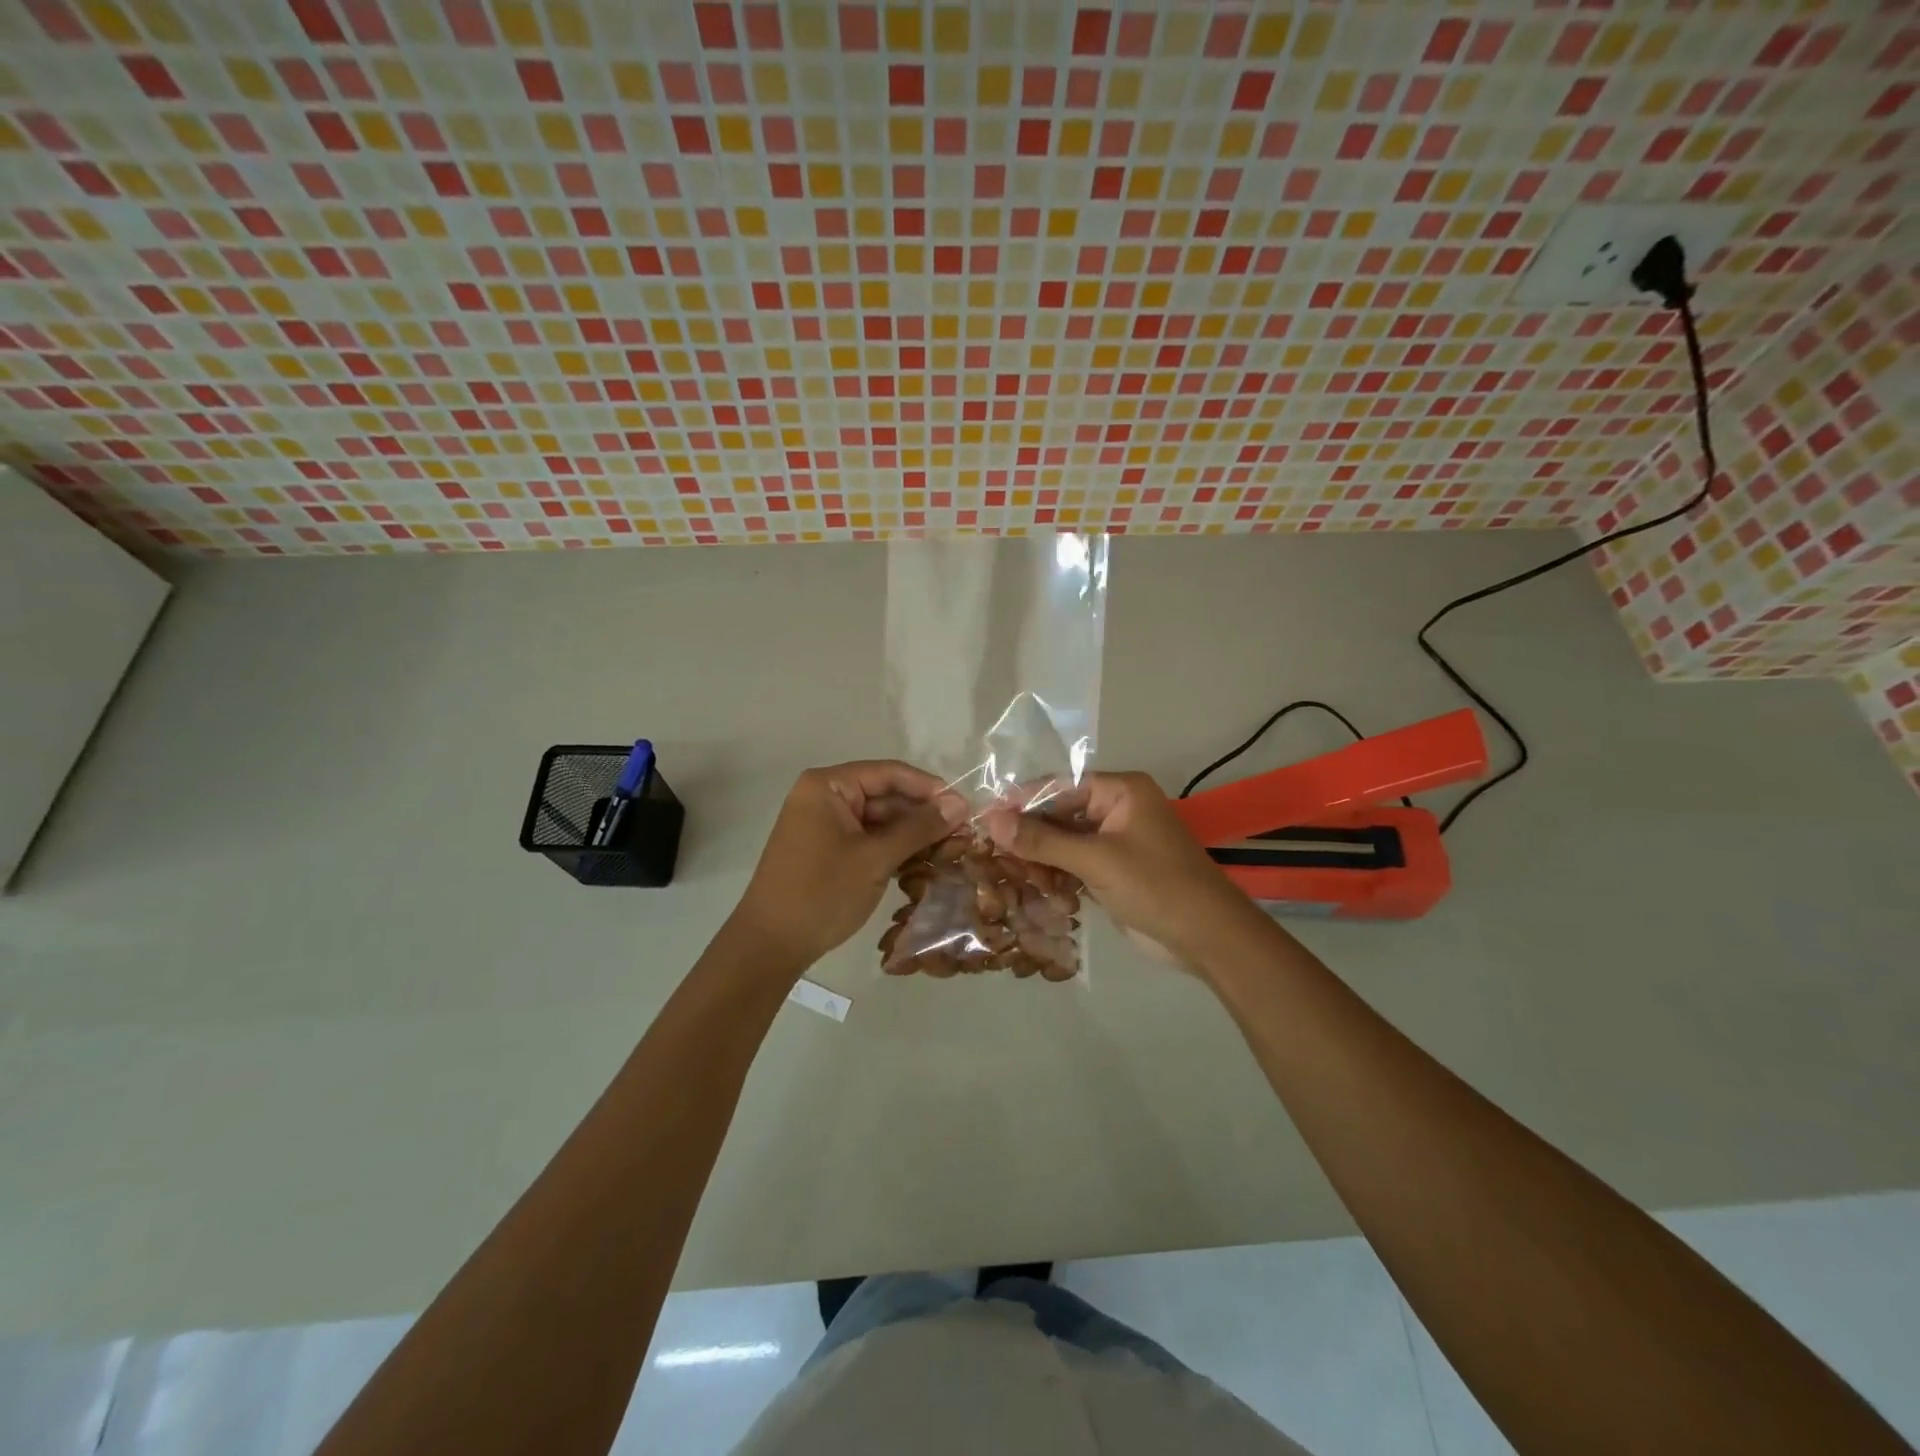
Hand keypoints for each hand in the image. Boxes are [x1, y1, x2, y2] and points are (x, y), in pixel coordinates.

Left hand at [732, 761, 967, 971]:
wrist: (770, 945)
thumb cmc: (821, 893)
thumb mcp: (875, 858)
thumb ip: (919, 827)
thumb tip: (960, 804)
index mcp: (827, 786)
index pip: (889, 773)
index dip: (929, 788)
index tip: (964, 807)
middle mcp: (823, 797)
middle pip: (885, 795)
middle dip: (922, 814)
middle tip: (963, 834)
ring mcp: (824, 825)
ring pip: (879, 820)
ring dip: (911, 835)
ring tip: (950, 850)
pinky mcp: (827, 850)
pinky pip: (867, 839)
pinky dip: (893, 850)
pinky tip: (923, 863)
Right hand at [983, 772, 1259, 969]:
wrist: (1207, 937)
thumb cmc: (1156, 886)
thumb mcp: (1096, 860)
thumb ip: (1042, 840)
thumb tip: (990, 820)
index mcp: (1121, 791)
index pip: (1059, 786)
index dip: (1021, 801)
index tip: (983, 816)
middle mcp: (1116, 809)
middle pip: (1059, 814)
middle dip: (1029, 835)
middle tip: (991, 852)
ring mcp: (1115, 841)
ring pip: (1063, 842)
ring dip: (1041, 860)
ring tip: (1012, 874)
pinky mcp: (1113, 871)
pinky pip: (1074, 864)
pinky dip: (1057, 876)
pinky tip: (1039, 891)